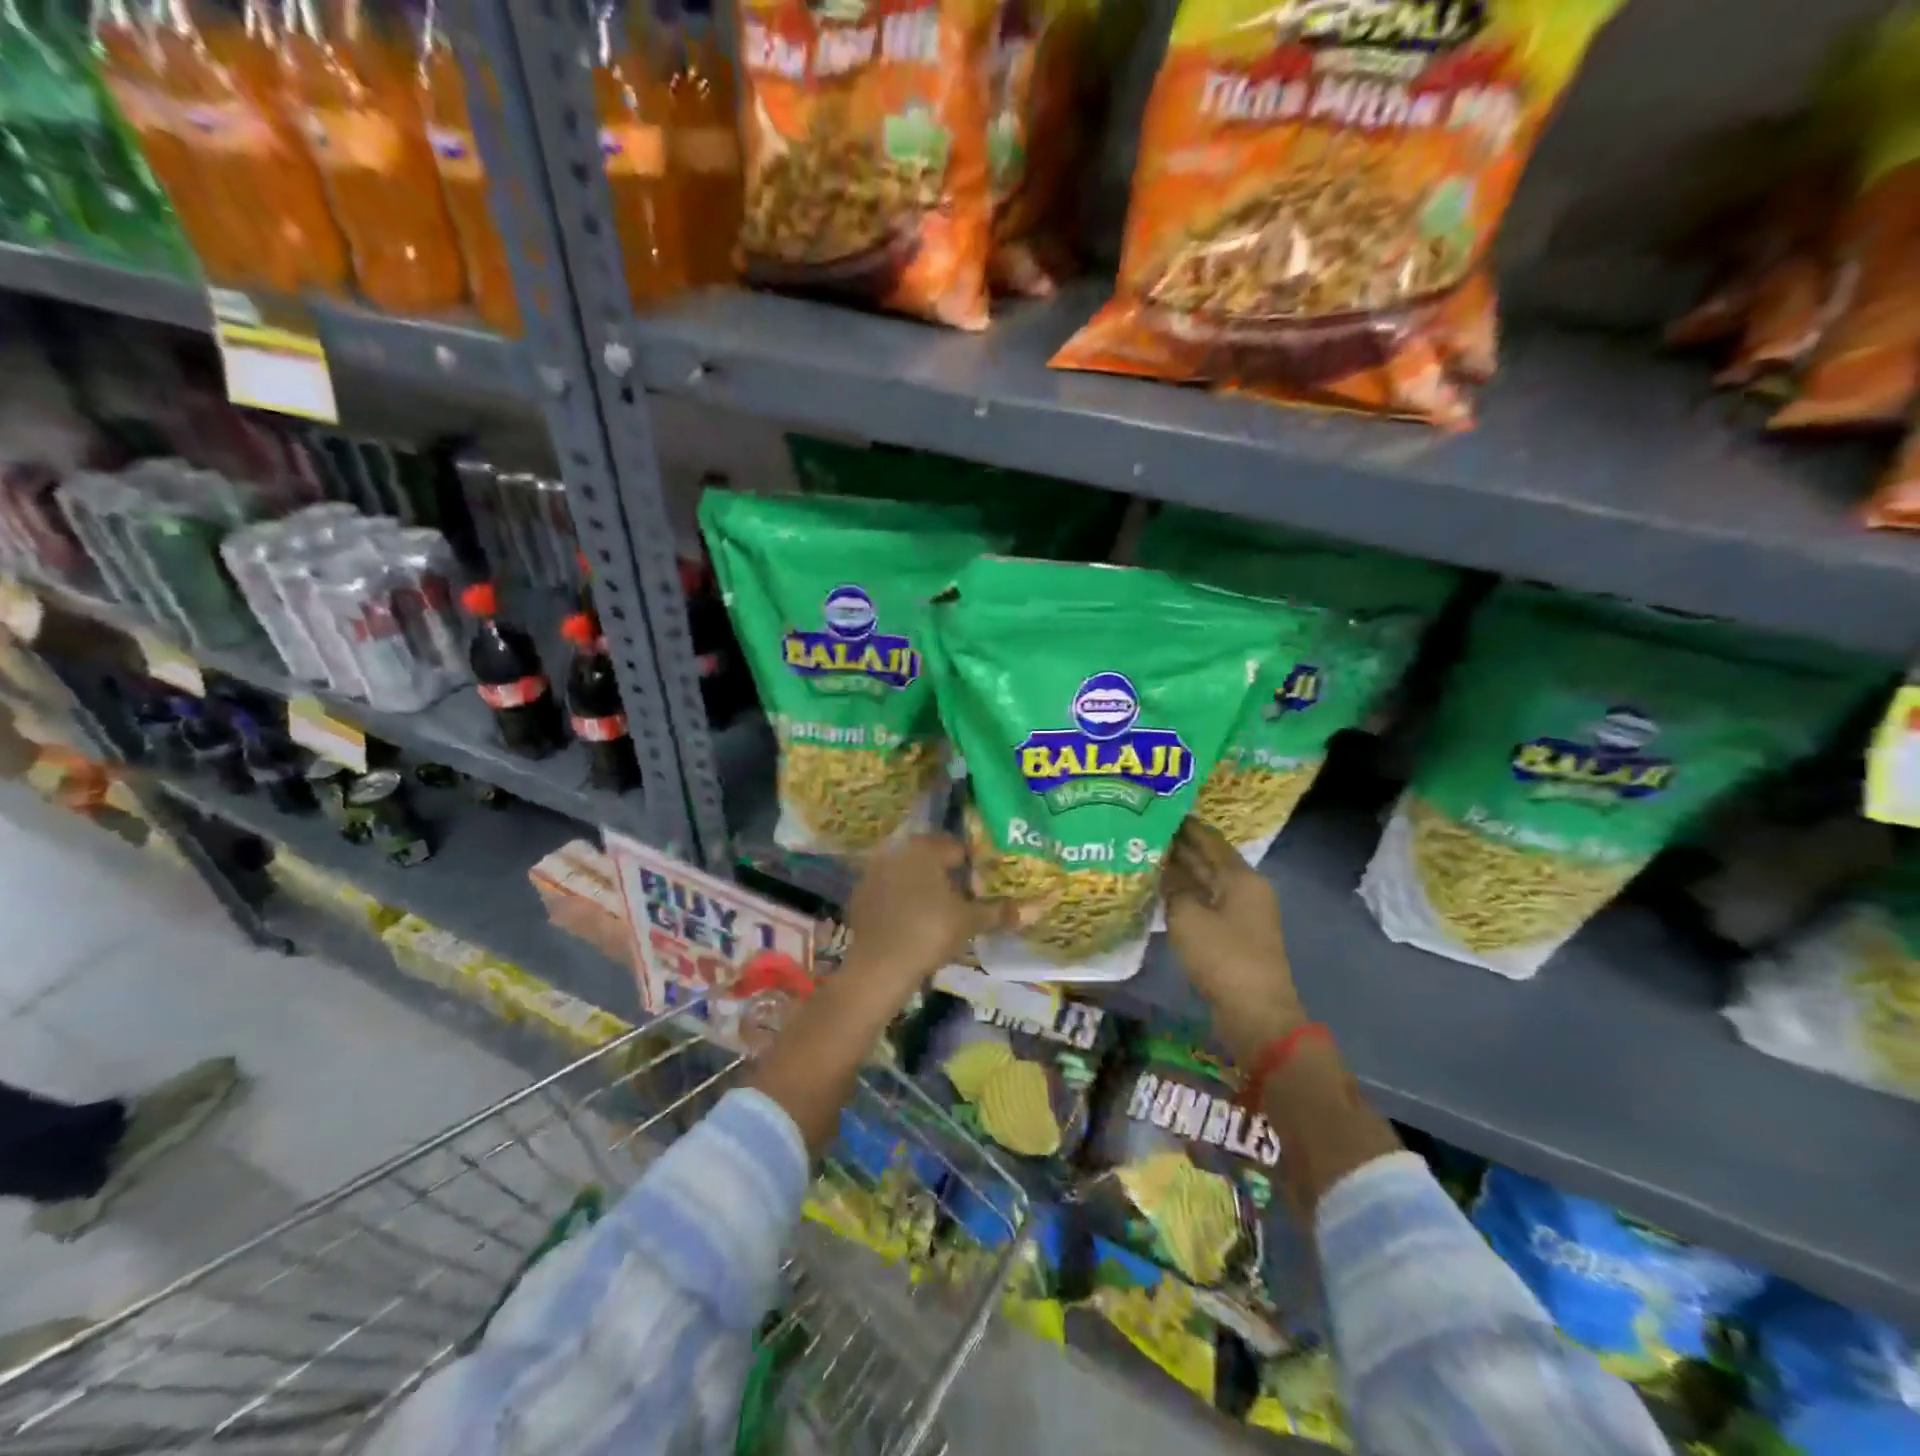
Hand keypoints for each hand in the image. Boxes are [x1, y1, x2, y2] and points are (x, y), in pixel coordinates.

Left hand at [842, 834, 1016, 989]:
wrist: (879, 966)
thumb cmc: (930, 932)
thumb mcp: (970, 921)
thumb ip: (1001, 911)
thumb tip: (1040, 906)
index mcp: (924, 847)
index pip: (957, 848)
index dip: (974, 868)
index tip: (982, 890)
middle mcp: (896, 850)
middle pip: (931, 859)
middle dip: (947, 876)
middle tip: (964, 902)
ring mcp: (873, 871)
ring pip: (908, 874)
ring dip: (923, 887)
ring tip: (939, 914)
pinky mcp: (859, 895)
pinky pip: (888, 892)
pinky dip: (901, 902)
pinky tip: (911, 924)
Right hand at [1163, 817, 1306, 1064]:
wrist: (1255, 1013)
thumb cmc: (1223, 957)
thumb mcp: (1188, 916)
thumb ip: (1173, 886)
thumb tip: (1162, 866)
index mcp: (1241, 877)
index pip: (1208, 838)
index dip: (1183, 823)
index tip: (1156, 808)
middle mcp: (1245, 888)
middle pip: (1209, 858)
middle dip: (1179, 845)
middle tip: (1143, 831)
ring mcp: (1242, 913)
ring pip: (1206, 882)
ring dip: (1180, 871)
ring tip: (1144, 856)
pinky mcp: (1233, 935)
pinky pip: (1205, 903)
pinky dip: (1185, 894)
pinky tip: (1160, 891)